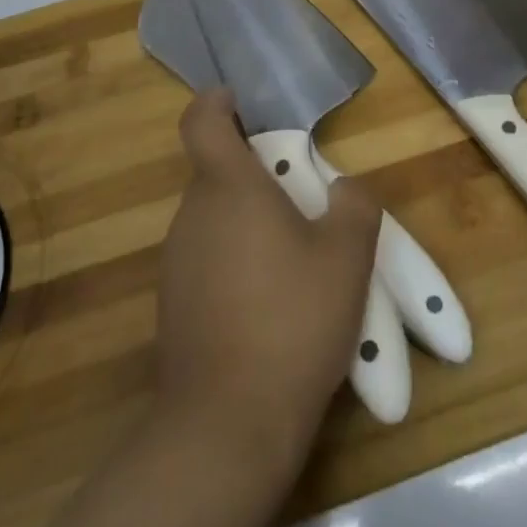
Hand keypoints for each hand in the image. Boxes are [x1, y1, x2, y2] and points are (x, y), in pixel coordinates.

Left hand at [156, 91, 379, 474]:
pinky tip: (267, 306)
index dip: (217, 101)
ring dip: (247, 223)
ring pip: (214, 218)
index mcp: (228, 187)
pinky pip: (206, 258)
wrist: (226, 424)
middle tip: (302, 204)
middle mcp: (192, 213)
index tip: (243, 103)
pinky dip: (234, 262)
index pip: (202, 119)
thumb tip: (346, 188)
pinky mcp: (172, 303)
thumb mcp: (346, 259)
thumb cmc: (291, 321)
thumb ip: (354, 206)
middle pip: (217, 171)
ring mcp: (176, 260)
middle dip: (256, 176)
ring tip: (293, 262)